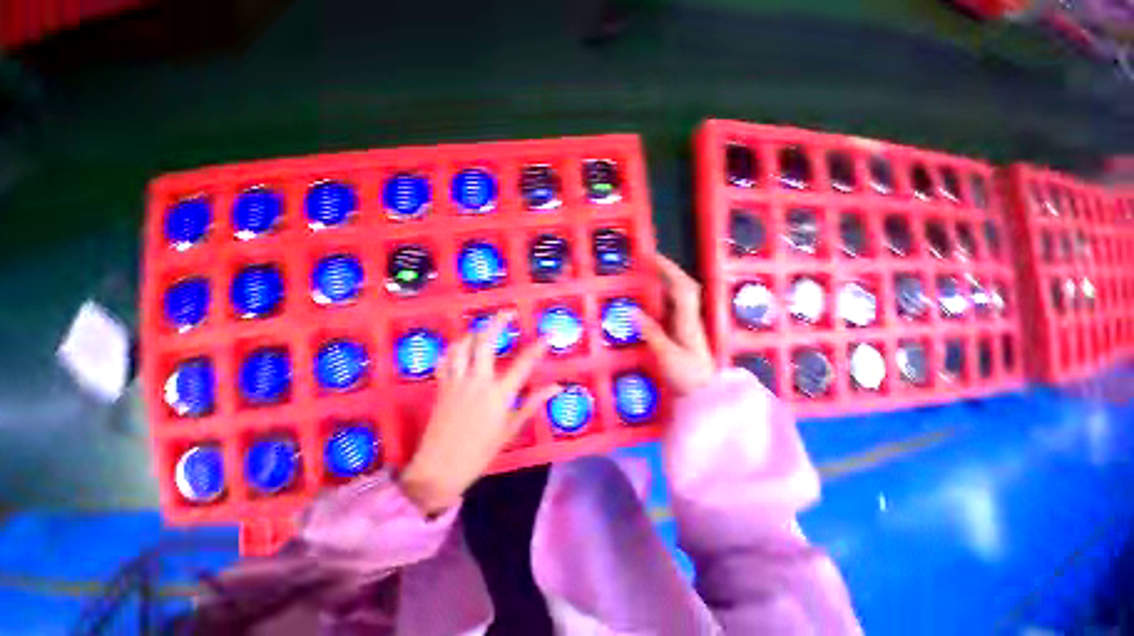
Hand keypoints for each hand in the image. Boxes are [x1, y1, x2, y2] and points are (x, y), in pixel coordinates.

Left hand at [400, 313, 557, 515]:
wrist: (439, 470)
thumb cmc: (480, 452)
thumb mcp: (511, 429)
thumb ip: (533, 403)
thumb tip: (556, 387)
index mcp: (499, 395)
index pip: (523, 364)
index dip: (538, 347)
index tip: (549, 335)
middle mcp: (477, 381)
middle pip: (486, 342)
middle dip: (498, 322)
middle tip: (508, 313)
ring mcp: (457, 381)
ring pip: (463, 345)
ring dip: (475, 332)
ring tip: (486, 328)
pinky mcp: (442, 385)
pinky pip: (446, 358)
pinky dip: (455, 347)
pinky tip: (462, 346)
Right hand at [637, 254, 716, 395]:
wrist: (704, 395)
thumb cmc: (687, 377)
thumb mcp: (667, 356)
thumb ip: (652, 333)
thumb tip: (634, 311)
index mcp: (688, 321)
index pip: (682, 288)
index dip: (669, 270)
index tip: (651, 257)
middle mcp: (689, 318)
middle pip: (684, 287)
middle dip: (669, 271)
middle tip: (648, 263)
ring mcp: (687, 325)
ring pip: (679, 297)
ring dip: (665, 283)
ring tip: (646, 277)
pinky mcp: (682, 332)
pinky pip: (672, 308)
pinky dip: (662, 299)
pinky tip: (649, 301)